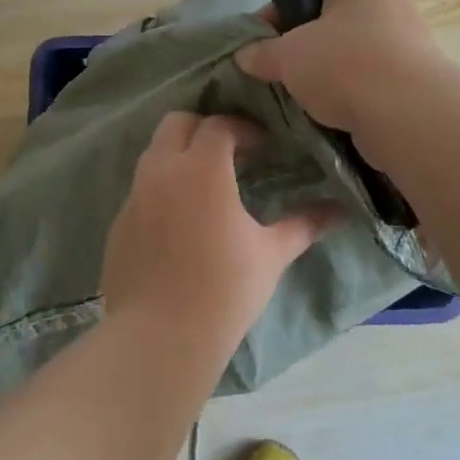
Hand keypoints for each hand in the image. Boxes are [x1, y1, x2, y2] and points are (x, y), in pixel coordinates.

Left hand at [101, 113, 337, 346]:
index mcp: (200, 168)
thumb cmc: (225, 289)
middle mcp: (161, 171)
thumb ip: (304, 224)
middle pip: (177, 123)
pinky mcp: (118, 223)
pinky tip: (180, 222)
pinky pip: (141, 189)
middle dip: (204, 128)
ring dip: (180, 155)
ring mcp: (134, 196)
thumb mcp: (271, 254)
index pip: (219, 126)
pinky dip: (162, 188)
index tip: (264, 148)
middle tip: (231, 154)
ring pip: (154, 154)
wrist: (160, 336)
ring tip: (207, 185)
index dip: (244, 129)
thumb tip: (341, 211)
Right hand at [234, 0, 443, 137]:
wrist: (408, 114)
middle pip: (328, 25)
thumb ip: (261, 53)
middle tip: (274, 74)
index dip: (274, 15)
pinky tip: (327, 115)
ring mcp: (404, 44)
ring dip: (322, 77)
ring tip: (298, 99)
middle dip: (298, 50)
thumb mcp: (288, 56)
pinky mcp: (412, 81)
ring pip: (347, 57)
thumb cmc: (343, 66)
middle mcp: (386, 5)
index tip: (254, 45)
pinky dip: (346, 96)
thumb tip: (244, 56)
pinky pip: (366, 83)